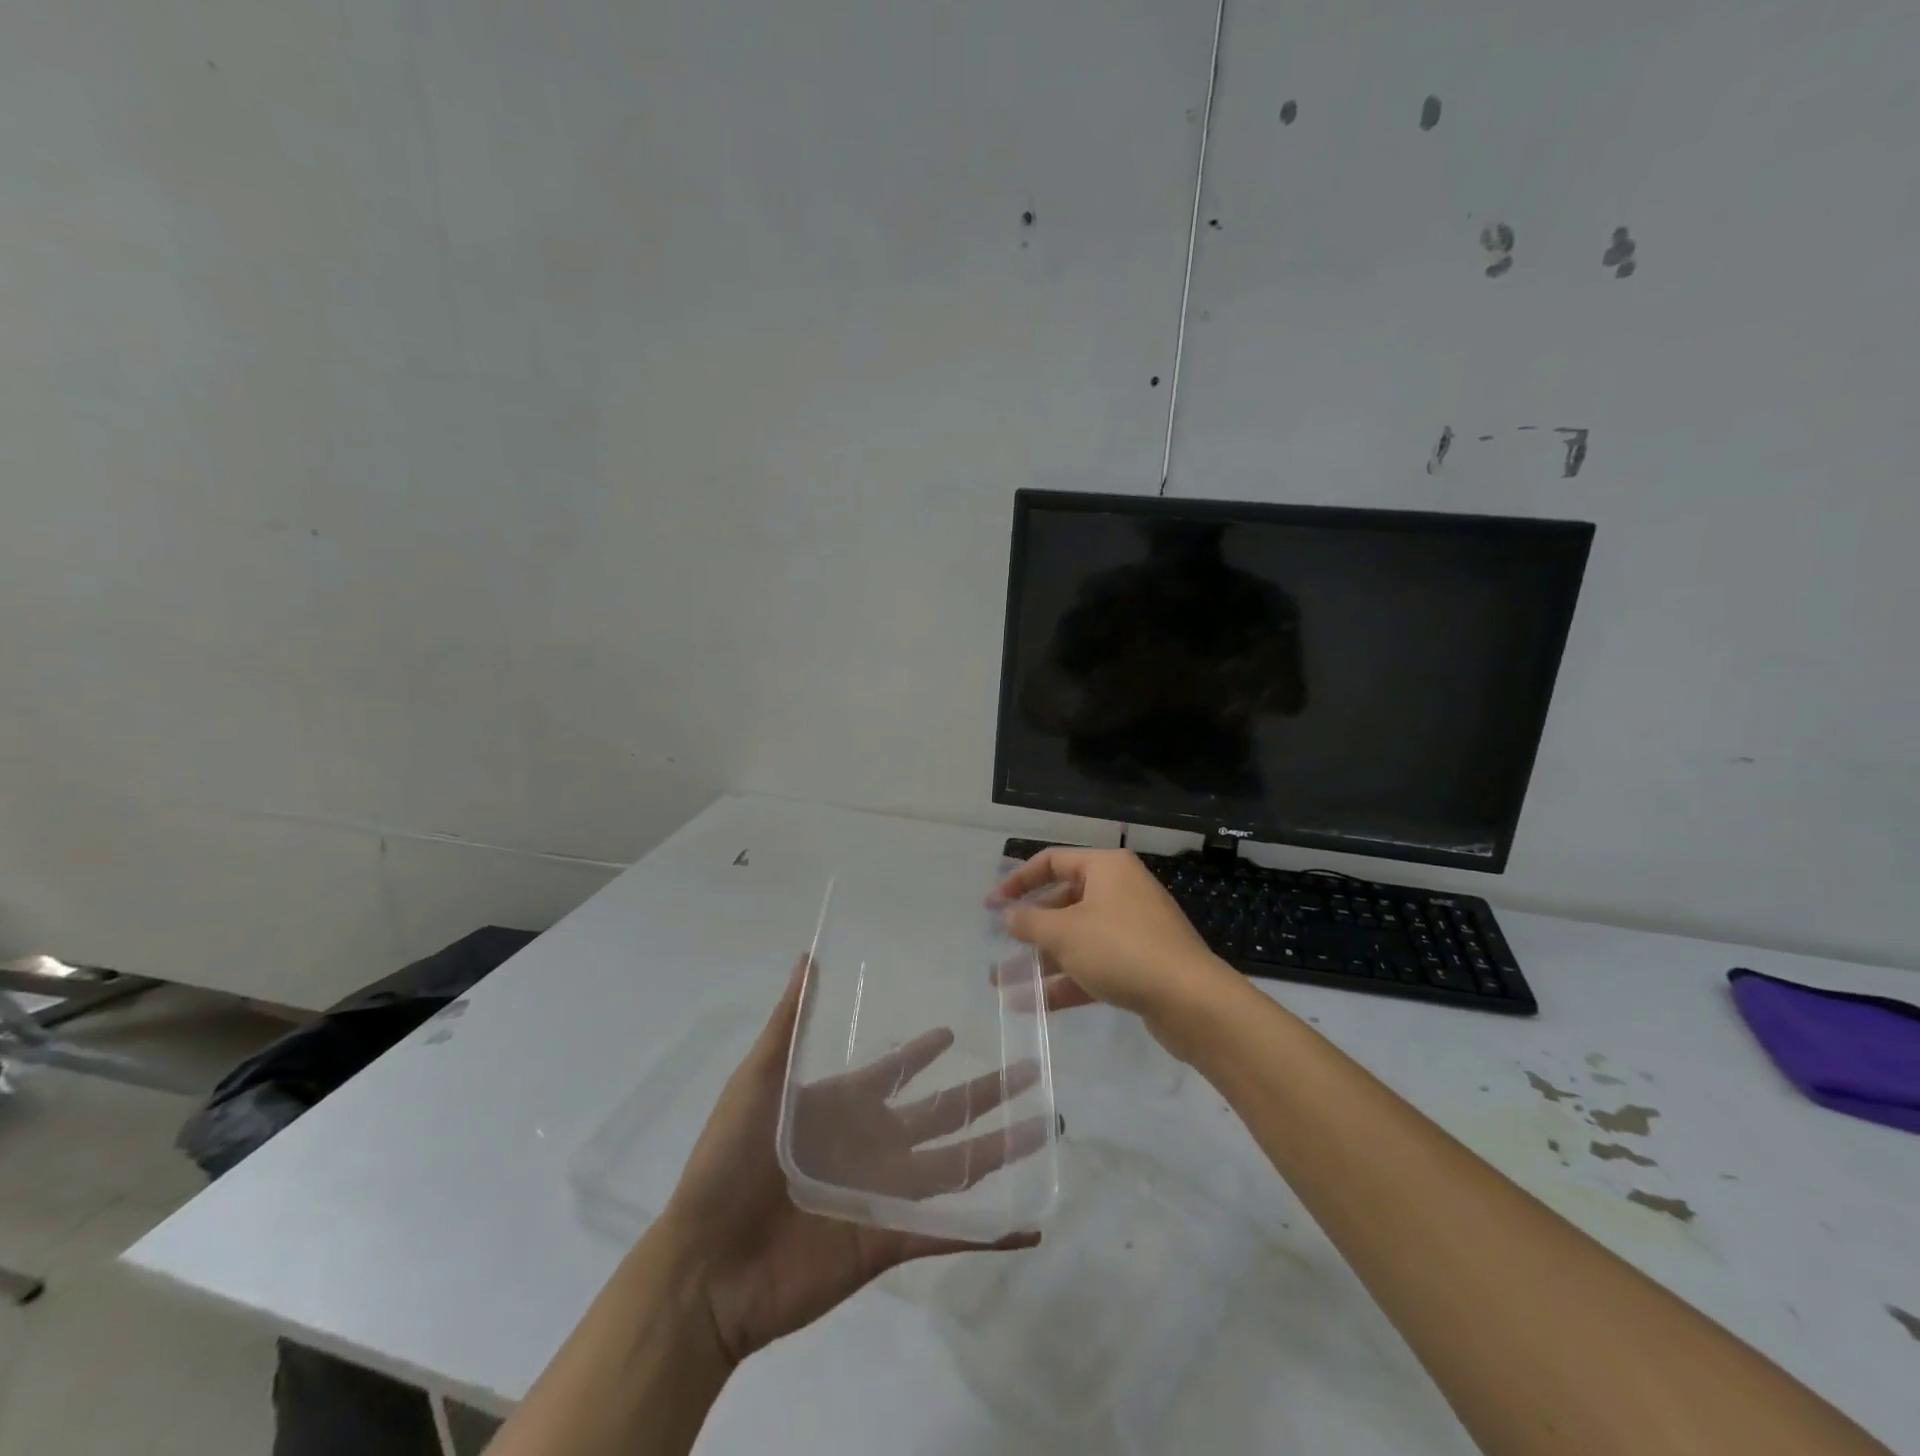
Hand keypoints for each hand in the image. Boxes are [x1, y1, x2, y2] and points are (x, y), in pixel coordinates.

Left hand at [659, 958, 1040, 1366]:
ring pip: (958, 1165)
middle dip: (986, 1092)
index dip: (924, 1052)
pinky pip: (949, 1233)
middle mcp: (873, 1145)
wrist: (707, 1264)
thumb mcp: (758, 1080)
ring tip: (1047, 1129)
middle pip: (943, 1113)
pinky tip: (1029, 1226)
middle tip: (1029, 1070)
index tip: (954, 1032)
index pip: (896, 1071)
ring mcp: (885, 1193)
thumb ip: (789, 1022)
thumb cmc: (729, 1161)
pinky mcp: (888, 1240)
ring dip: (1002, 1150)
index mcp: (844, 1106)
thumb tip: (809, 957)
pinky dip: (989, 1232)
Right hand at [988, 847, 1238, 1053]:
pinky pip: (1094, 964)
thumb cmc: (1121, 950)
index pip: (1052, 861)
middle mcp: (1120, 891)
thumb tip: (1008, 915)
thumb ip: (1030, 921)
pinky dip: (1066, 980)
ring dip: (1042, 959)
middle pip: (1064, 901)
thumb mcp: (1065, 933)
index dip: (1017, 880)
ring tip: (1005, 981)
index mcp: (1106, 868)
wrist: (1191, 1001)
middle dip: (1030, 928)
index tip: (991, 905)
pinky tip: (1034, 1004)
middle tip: (1001, 947)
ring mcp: (1133, 928)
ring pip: (1077, 937)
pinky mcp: (1140, 963)